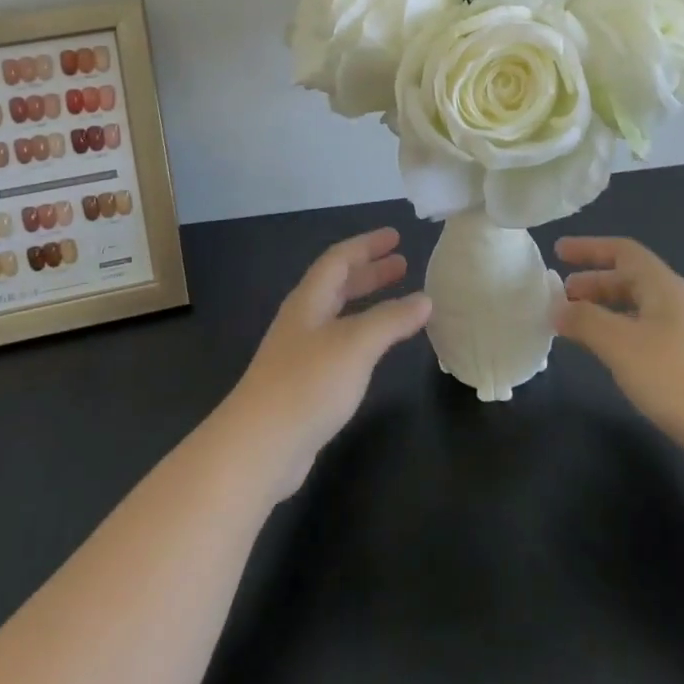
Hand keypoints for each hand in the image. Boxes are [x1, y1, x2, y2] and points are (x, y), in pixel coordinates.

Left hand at [218, 227, 432, 501]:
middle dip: (370, 272)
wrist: (259, 447)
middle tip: (402, 265)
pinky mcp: (303, 385)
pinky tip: (375, 351)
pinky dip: (362, 336)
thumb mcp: (355, 344)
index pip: (339, 259)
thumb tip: (425, 299)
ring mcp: (300, 354)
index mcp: (309, 301)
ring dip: (367, 303)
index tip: (395, 237)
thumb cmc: (307, 384)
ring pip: (339, 315)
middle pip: (338, 285)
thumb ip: (391, 319)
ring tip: (399, 304)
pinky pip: (339, 345)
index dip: (367, 245)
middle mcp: (302, 320)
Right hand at [553, 237, 683, 481]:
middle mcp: (676, 305)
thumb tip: (556, 306)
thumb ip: (584, 320)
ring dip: (604, 312)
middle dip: (593, 283)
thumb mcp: (621, 344)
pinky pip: (645, 339)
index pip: (623, 251)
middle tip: (561, 296)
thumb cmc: (679, 378)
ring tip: (576, 327)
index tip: (558, 252)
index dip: (589, 248)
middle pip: (630, 280)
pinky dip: (619, 338)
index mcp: (663, 287)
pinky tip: (609, 360)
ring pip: (637, 312)